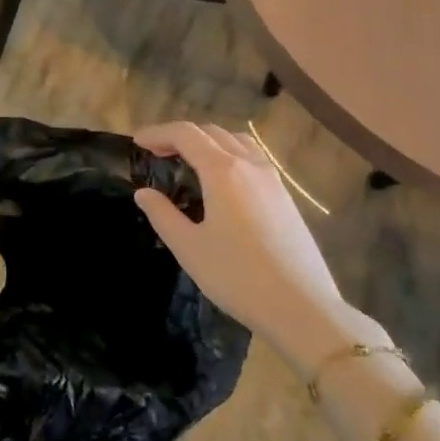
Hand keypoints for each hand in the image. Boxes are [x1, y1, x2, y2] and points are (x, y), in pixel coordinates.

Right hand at [135, 122, 379, 373]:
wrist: (302, 307)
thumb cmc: (238, 277)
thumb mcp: (189, 248)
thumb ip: (163, 215)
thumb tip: (143, 193)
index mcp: (222, 170)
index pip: (185, 134)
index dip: (158, 133)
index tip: (137, 142)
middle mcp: (249, 164)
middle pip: (211, 132)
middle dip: (181, 136)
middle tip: (158, 152)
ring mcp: (272, 179)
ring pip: (237, 141)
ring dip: (209, 141)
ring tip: (190, 160)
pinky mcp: (286, 197)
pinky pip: (254, 158)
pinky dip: (230, 154)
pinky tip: (224, 181)